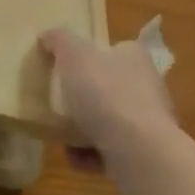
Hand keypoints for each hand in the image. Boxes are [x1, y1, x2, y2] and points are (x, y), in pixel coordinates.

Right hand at [41, 27, 177, 169]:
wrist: (140, 156)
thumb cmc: (106, 94)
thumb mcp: (73, 55)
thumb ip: (58, 41)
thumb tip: (46, 36)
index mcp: (134, 57)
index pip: (112, 49)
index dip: (90, 56)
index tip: (67, 67)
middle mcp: (146, 87)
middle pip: (109, 86)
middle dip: (84, 97)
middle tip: (59, 102)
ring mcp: (148, 124)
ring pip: (109, 121)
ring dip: (84, 129)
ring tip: (62, 134)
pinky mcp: (144, 157)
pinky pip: (111, 152)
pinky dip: (91, 155)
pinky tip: (75, 158)